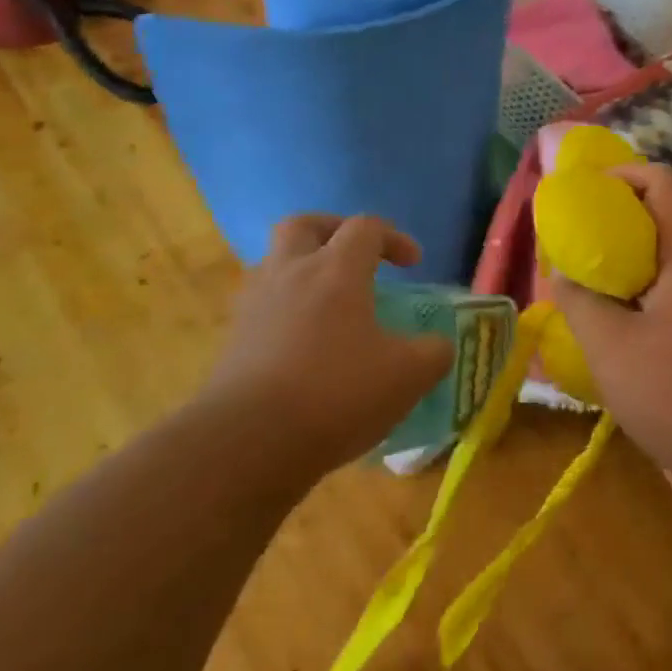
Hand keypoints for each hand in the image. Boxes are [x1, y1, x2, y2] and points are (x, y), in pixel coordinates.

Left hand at [203, 215, 453, 480]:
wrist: (245, 445)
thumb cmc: (335, 394)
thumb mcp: (406, 377)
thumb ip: (433, 354)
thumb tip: (439, 346)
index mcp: (336, 270)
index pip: (366, 227)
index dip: (394, 238)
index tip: (413, 264)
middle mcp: (291, 273)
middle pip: (304, 225)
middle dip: (332, 231)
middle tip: (355, 255)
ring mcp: (255, 306)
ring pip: (274, 263)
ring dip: (302, 270)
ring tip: (327, 303)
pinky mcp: (232, 341)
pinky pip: (261, 306)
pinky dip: (284, 311)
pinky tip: (303, 344)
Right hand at [551, 165, 671, 484]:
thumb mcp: (611, 347)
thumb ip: (579, 299)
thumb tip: (562, 272)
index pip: (659, 180)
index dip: (618, 176)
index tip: (580, 197)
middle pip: (664, 210)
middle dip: (616, 216)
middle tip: (576, 240)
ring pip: (671, 247)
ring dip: (630, 251)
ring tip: (591, 276)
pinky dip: (647, 279)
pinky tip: (623, 313)